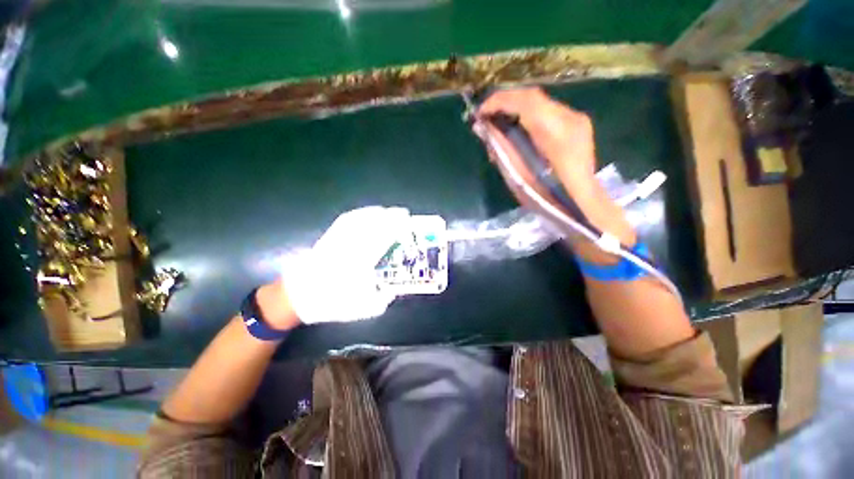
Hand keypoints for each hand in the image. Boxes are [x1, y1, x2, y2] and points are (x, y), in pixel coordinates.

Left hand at [280, 206, 409, 323]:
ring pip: (360, 220)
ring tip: (388, 211)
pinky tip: (366, 213)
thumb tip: (392, 289)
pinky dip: (359, 214)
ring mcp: (338, 240)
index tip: (407, 223)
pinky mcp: (329, 237)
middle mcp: (349, 247)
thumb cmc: (331, 303)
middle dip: (390, 217)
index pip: (382, 239)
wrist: (298, 297)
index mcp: (360, 263)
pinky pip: (345, 221)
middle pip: (373, 225)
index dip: (396, 228)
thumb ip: (382, 299)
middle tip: (403, 213)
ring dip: (376, 213)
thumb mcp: (362, 309)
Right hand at [478, 88, 597, 200]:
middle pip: (533, 97)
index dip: (499, 101)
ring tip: (499, 122)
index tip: (479, 112)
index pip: (525, 101)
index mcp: (556, 132)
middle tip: (486, 116)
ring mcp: (577, 120)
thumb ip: (501, 147)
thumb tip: (483, 128)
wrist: (581, 204)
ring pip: (541, 103)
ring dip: (516, 108)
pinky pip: (548, 112)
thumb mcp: (517, 175)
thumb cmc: (546, 197)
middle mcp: (570, 118)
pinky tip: (519, 128)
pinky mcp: (578, 125)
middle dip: (505, 102)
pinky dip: (529, 116)